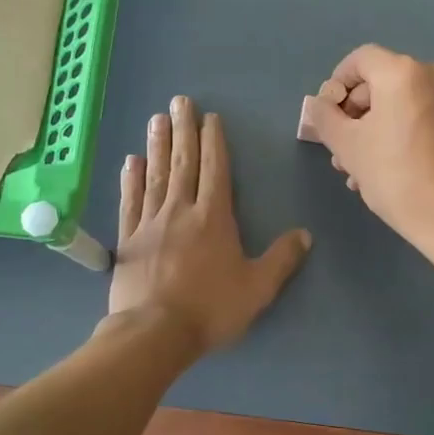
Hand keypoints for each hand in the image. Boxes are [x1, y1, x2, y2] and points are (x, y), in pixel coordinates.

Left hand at [107, 95, 311, 353]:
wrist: (154, 333)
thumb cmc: (211, 309)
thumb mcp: (258, 288)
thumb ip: (282, 259)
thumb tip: (305, 234)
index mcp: (214, 218)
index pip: (215, 170)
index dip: (213, 142)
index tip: (210, 118)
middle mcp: (181, 211)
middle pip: (183, 163)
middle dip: (184, 130)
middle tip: (179, 101)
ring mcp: (151, 223)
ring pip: (155, 175)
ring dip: (157, 145)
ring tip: (156, 118)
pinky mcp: (128, 239)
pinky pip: (130, 201)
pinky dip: (131, 179)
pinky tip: (130, 161)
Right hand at [310, 45, 433, 254]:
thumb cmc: (396, 176)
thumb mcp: (348, 147)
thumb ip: (326, 118)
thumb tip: (320, 104)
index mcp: (403, 72)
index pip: (360, 60)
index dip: (337, 83)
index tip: (327, 116)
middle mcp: (433, 75)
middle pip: (381, 82)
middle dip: (354, 114)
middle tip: (340, 150)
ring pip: (400, 104)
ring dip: (373, 130)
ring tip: (357, 170)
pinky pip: (420, 117)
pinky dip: (399, 134)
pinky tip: (385, 171)